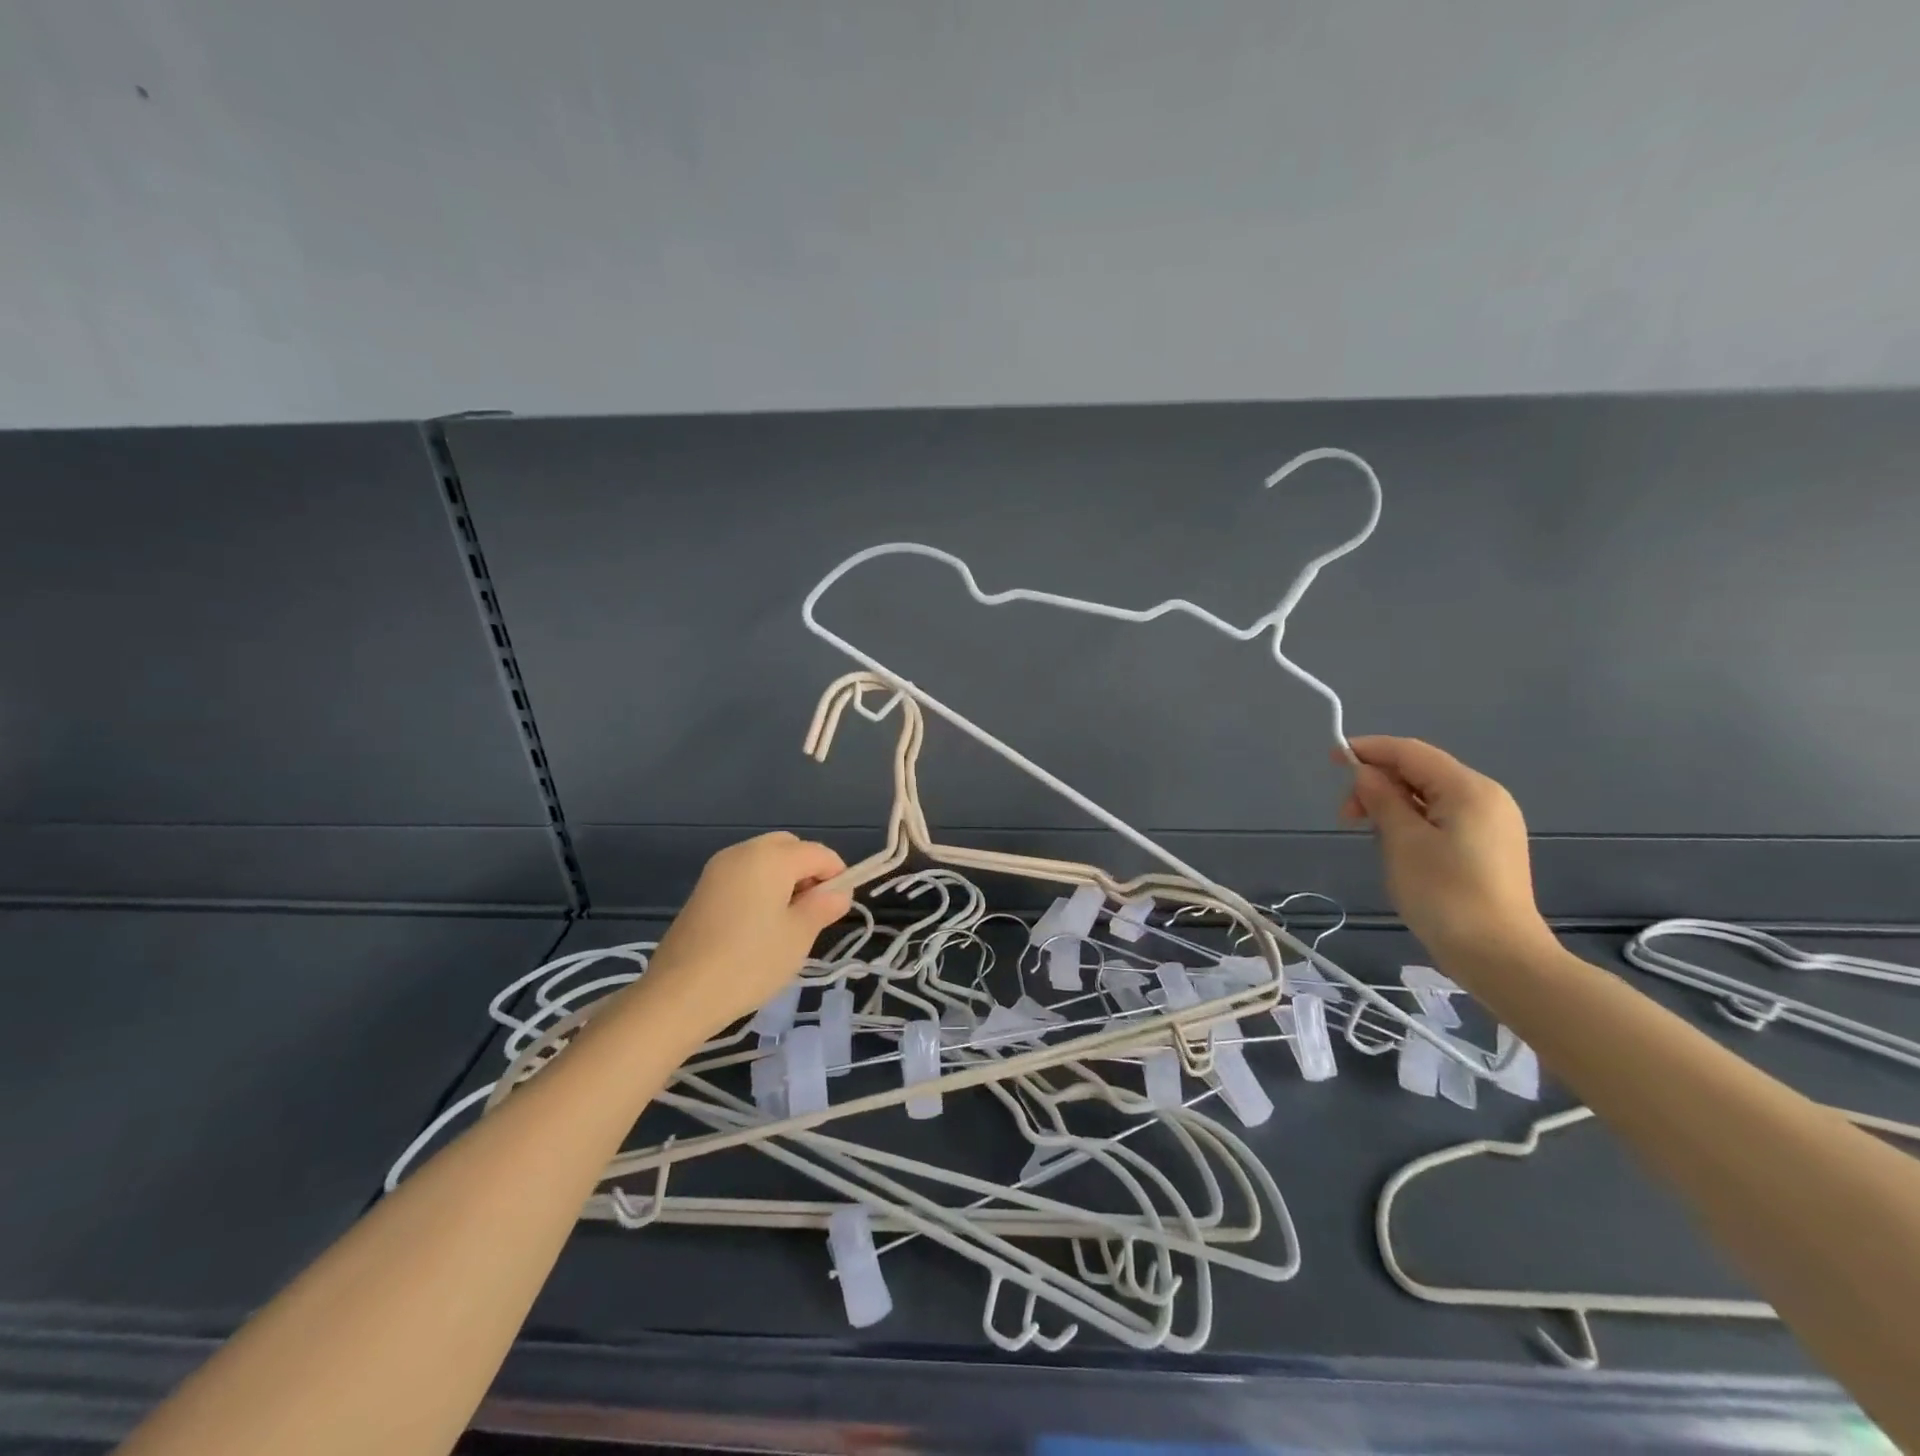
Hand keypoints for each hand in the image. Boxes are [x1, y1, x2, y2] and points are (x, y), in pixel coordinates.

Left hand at [620, 832, 851, 1046]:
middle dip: (808, 870)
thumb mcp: (798, 936)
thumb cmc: (749, 962)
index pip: (818, 853)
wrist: (679, 994)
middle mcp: (743, 852)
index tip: (839, 907)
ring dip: (784, 878)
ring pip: (764, 859)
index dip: (837, 875)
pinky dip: (760, 887)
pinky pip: (743, 874)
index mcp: (771, 857)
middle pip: (788, 847)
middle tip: (812, 910)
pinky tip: (758, 924)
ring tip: (786, 921)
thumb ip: (823, 907)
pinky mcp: (702, 889)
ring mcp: (718, 869)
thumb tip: (838, 893)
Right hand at [1338, 736, 1552, 964]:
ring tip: (1368, 832)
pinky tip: (1394, 842)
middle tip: (1346, 815)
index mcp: (1469, 789)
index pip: (1410, 752)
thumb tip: (1365, 772)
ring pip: (1430, 795)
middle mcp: (1486, 797)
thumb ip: (1382, 799)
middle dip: (1379, 782)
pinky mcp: (1489, 846)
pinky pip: (1442, 816)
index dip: (1369, 749)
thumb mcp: (1402, 842)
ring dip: (1392, 803)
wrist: (1500, 956)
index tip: (1331, 758)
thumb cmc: (1445, 894)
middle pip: (1421, 771)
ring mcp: (1492, 823)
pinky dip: (1412, 819)